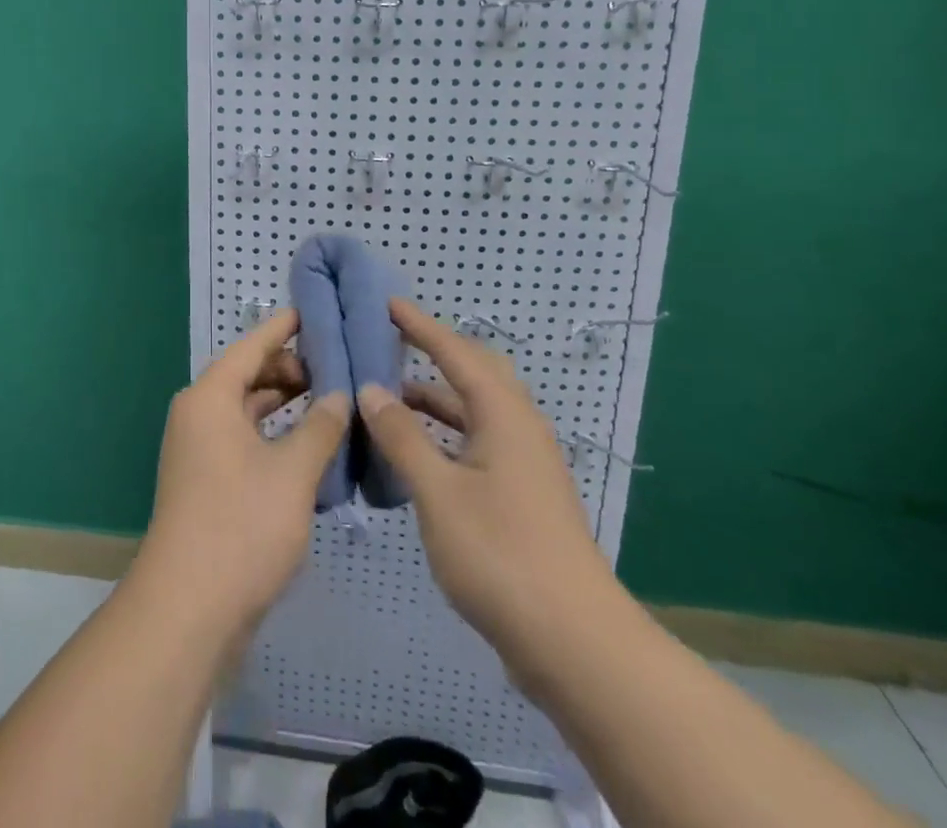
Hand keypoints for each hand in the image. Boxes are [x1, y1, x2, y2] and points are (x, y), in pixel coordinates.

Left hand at [133, 310, 350, 640]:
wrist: (188, 609)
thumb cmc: (241, 525)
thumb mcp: (293, 472)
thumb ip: (321, 427)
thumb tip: (339, 395)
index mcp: (210, 397)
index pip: (251, 346)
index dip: (283, 328)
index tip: (313, 311)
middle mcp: (199, 415)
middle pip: (248, 376)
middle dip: (290, 368)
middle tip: (336, 366)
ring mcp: (200, 451)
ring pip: (247, 410)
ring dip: (285, 404)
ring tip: (330, 400)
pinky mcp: (207, 482)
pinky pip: (245, 440)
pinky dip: (274, 435)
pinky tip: (309, 445)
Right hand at [358, 298, 621, 662]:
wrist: (574, 644)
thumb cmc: (501, 555)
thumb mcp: (438, 492)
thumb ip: (402, 436)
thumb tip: (371, 389)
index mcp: (504, 414)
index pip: (456, 351)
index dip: (420, 325)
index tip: (386, 302)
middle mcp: (518, 428)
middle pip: (473, 373)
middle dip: (432, 353)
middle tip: (389, 343)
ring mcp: (523, 464)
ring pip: (473, 412)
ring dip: (434, 399)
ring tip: (386, 397)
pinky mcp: (520, 495)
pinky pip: (475, 443)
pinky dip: (443, 435)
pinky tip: (413, 452)